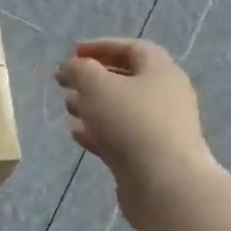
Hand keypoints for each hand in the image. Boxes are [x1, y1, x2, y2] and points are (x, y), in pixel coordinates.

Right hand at [55, 39, 219, 208]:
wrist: (165, 184)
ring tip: (67, 106)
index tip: (73, 52)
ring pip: (121, 110)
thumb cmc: (132, 123)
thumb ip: (80, 70)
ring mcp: (159, 129)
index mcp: (161, 72)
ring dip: (93, 105)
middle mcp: (165, 97)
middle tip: (65, 81)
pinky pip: (120, 137)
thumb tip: (72, 67)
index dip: (102, 46)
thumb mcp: (97, 85)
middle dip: (94, 78)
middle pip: (127, 79)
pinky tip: (76, 133)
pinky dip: (97, 131)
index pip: (133, 49)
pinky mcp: (149, 157)